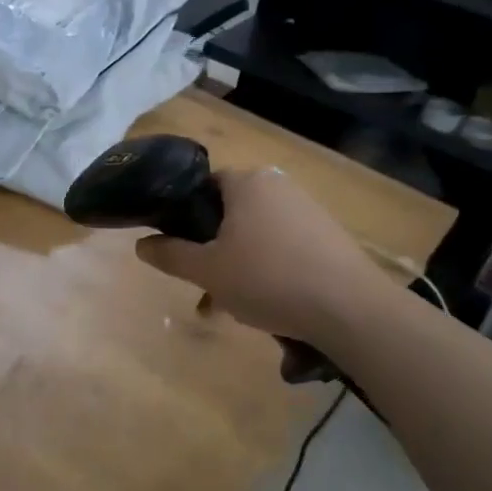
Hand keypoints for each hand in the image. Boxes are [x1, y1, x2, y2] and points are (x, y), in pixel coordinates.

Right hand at [134, 168, 393, 345]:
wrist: (350, 309)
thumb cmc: (268, 279)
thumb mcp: (207, 271)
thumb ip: (170, 254)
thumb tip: (141, 244)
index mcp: (247, 182)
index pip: (203, 186)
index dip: (184, 215)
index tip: (177, 248)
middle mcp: (278, 185)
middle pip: (229, 213)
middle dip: (212, 249)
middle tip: (202, 284)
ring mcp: (308, 209)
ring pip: (255, 235)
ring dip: (238, 265)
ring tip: (231, 306)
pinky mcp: (329, 236)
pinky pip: (284, 247)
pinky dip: (268, 270)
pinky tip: (267, 305)